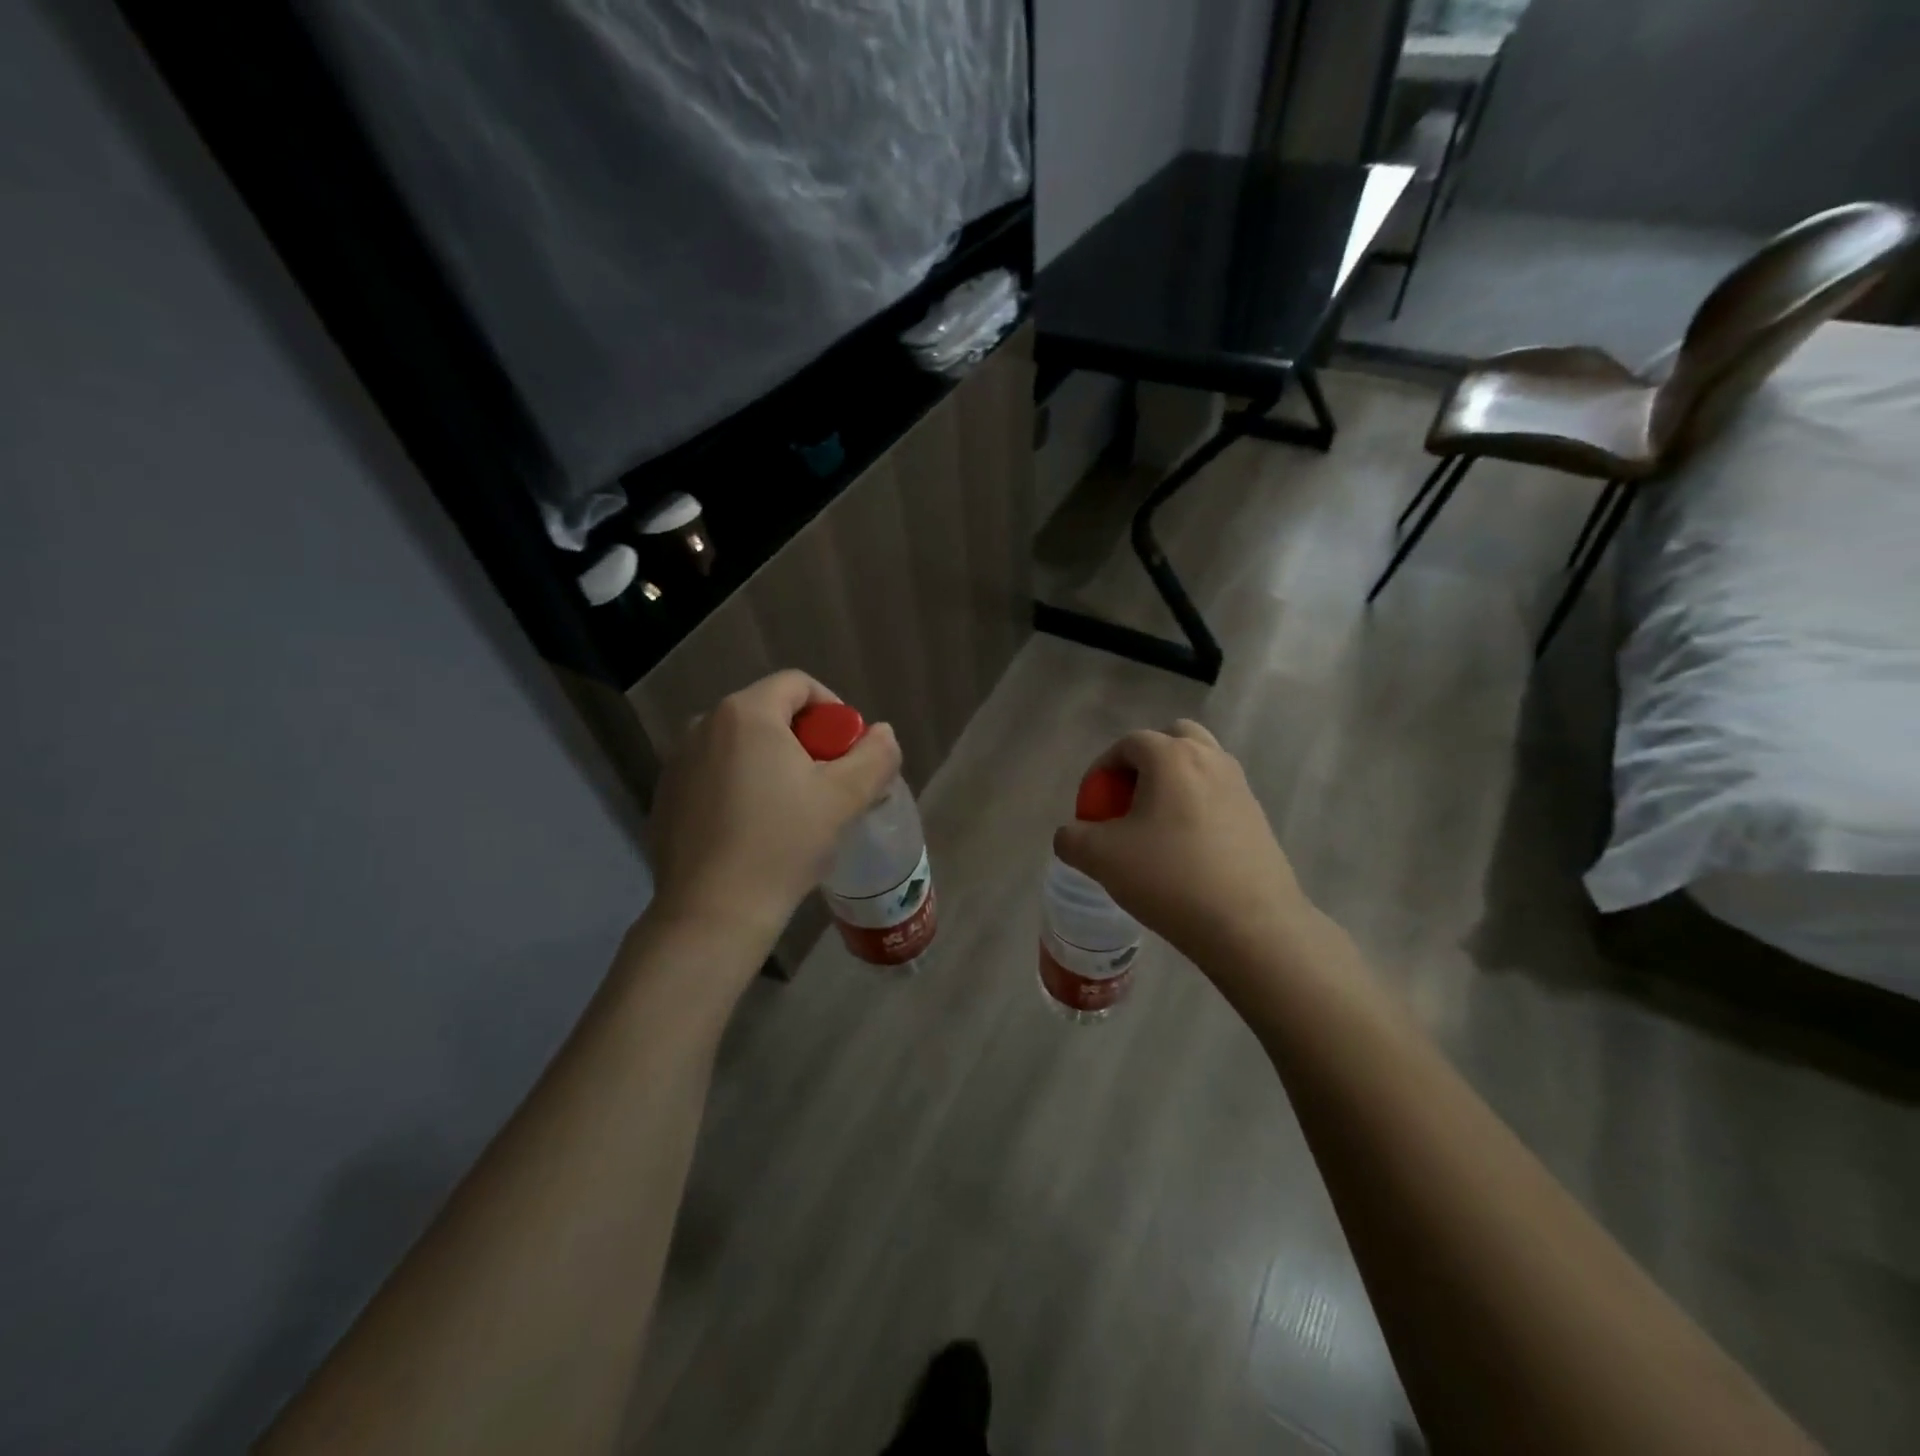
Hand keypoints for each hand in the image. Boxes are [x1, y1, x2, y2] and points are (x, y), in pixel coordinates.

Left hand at [648, 671, 900, 954]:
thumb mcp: (844, 798)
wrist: (712, 913)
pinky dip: (741, 786)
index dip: (834, 710)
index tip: (848, 751)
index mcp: (746, 713)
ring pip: (741, 745)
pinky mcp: (665, 796)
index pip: (798, 685)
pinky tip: (754, 830)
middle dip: (805, 741)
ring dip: (773, 763)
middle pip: (769, 713)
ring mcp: (677, 761)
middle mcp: (703, 724)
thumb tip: (882, 733)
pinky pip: (715, 773)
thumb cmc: (782, 844)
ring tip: (793, 810)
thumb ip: (874, 756)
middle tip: (827, 784)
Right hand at [1053, 720, 1316, 975]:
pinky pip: (1218, 795)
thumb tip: (1071, 835)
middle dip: (1145, 762)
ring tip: (1157, 825)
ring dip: (1174, 782)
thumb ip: (1072, 838)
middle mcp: (1210, 759)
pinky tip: (1187, 850)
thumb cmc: (1169, 878)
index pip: (1128, 743)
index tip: (1092, 804)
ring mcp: (1240, 786)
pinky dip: (1198, 806)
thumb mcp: (1101, 858)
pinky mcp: (1258, 816)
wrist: (1250, 924)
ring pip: (1200, 765)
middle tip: (1129, 799)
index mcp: (1171, 757)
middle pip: (1173, 739)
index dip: (1102, 769)